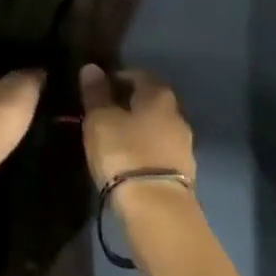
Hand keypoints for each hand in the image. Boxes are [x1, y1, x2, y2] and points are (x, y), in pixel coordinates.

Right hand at [78, 65, 195, 208]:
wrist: (157, 207)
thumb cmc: (125, 153)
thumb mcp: (101, 121)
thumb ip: (96, 94)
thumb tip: (91, 67)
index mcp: (159, 95)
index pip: (139, 75)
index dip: (119, 78)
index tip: (101, 88)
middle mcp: (177, 114)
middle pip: (152, 102)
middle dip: (131, 104)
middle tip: (107, 114)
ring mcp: (184, 144)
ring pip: (158, 128)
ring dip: (141, 130)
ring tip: (117, 141)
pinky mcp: (184, 172)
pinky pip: (161, 152)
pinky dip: (147, 151)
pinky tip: (132, 162)